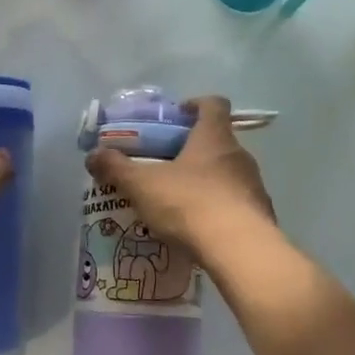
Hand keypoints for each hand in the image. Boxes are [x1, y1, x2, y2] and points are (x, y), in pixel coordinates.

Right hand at [83, 95, 276, 259]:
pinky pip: (237, 203)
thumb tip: (93, 155)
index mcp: (214, 137)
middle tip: (167, 164)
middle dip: (194, 148)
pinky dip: (220, 208)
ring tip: (180, 201)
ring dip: (207, 180)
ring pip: (229, 173)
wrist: (240, 250)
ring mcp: (254, 185)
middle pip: (219, 140)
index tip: (177, 115)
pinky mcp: (261, 214)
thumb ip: (116, 168)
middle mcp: (239, 154)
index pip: (213, 104)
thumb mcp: (143, 185)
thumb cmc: (190, 204)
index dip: (196, 104)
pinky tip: (200, 227)